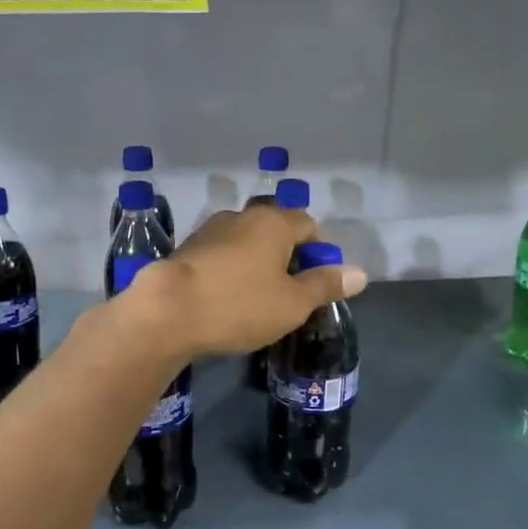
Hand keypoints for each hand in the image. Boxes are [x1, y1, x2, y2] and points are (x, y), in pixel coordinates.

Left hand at [125, 203, 366, 356]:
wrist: (167, 312)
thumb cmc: (239, 305)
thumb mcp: (292, 303)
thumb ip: (325, 285)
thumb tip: (360, 273)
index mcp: (273, 222)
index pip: (309, 225)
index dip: (319, 253)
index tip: (316, 283)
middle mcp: (242, 217)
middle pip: (276, 230)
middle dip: (287, 257)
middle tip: (289, 293)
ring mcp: (210, 230)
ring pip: (246, 242)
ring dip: (256, 263)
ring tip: (257, 297)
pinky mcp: (186, 249)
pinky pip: (221, 255)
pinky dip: (230, 270)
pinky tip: (226, 297)